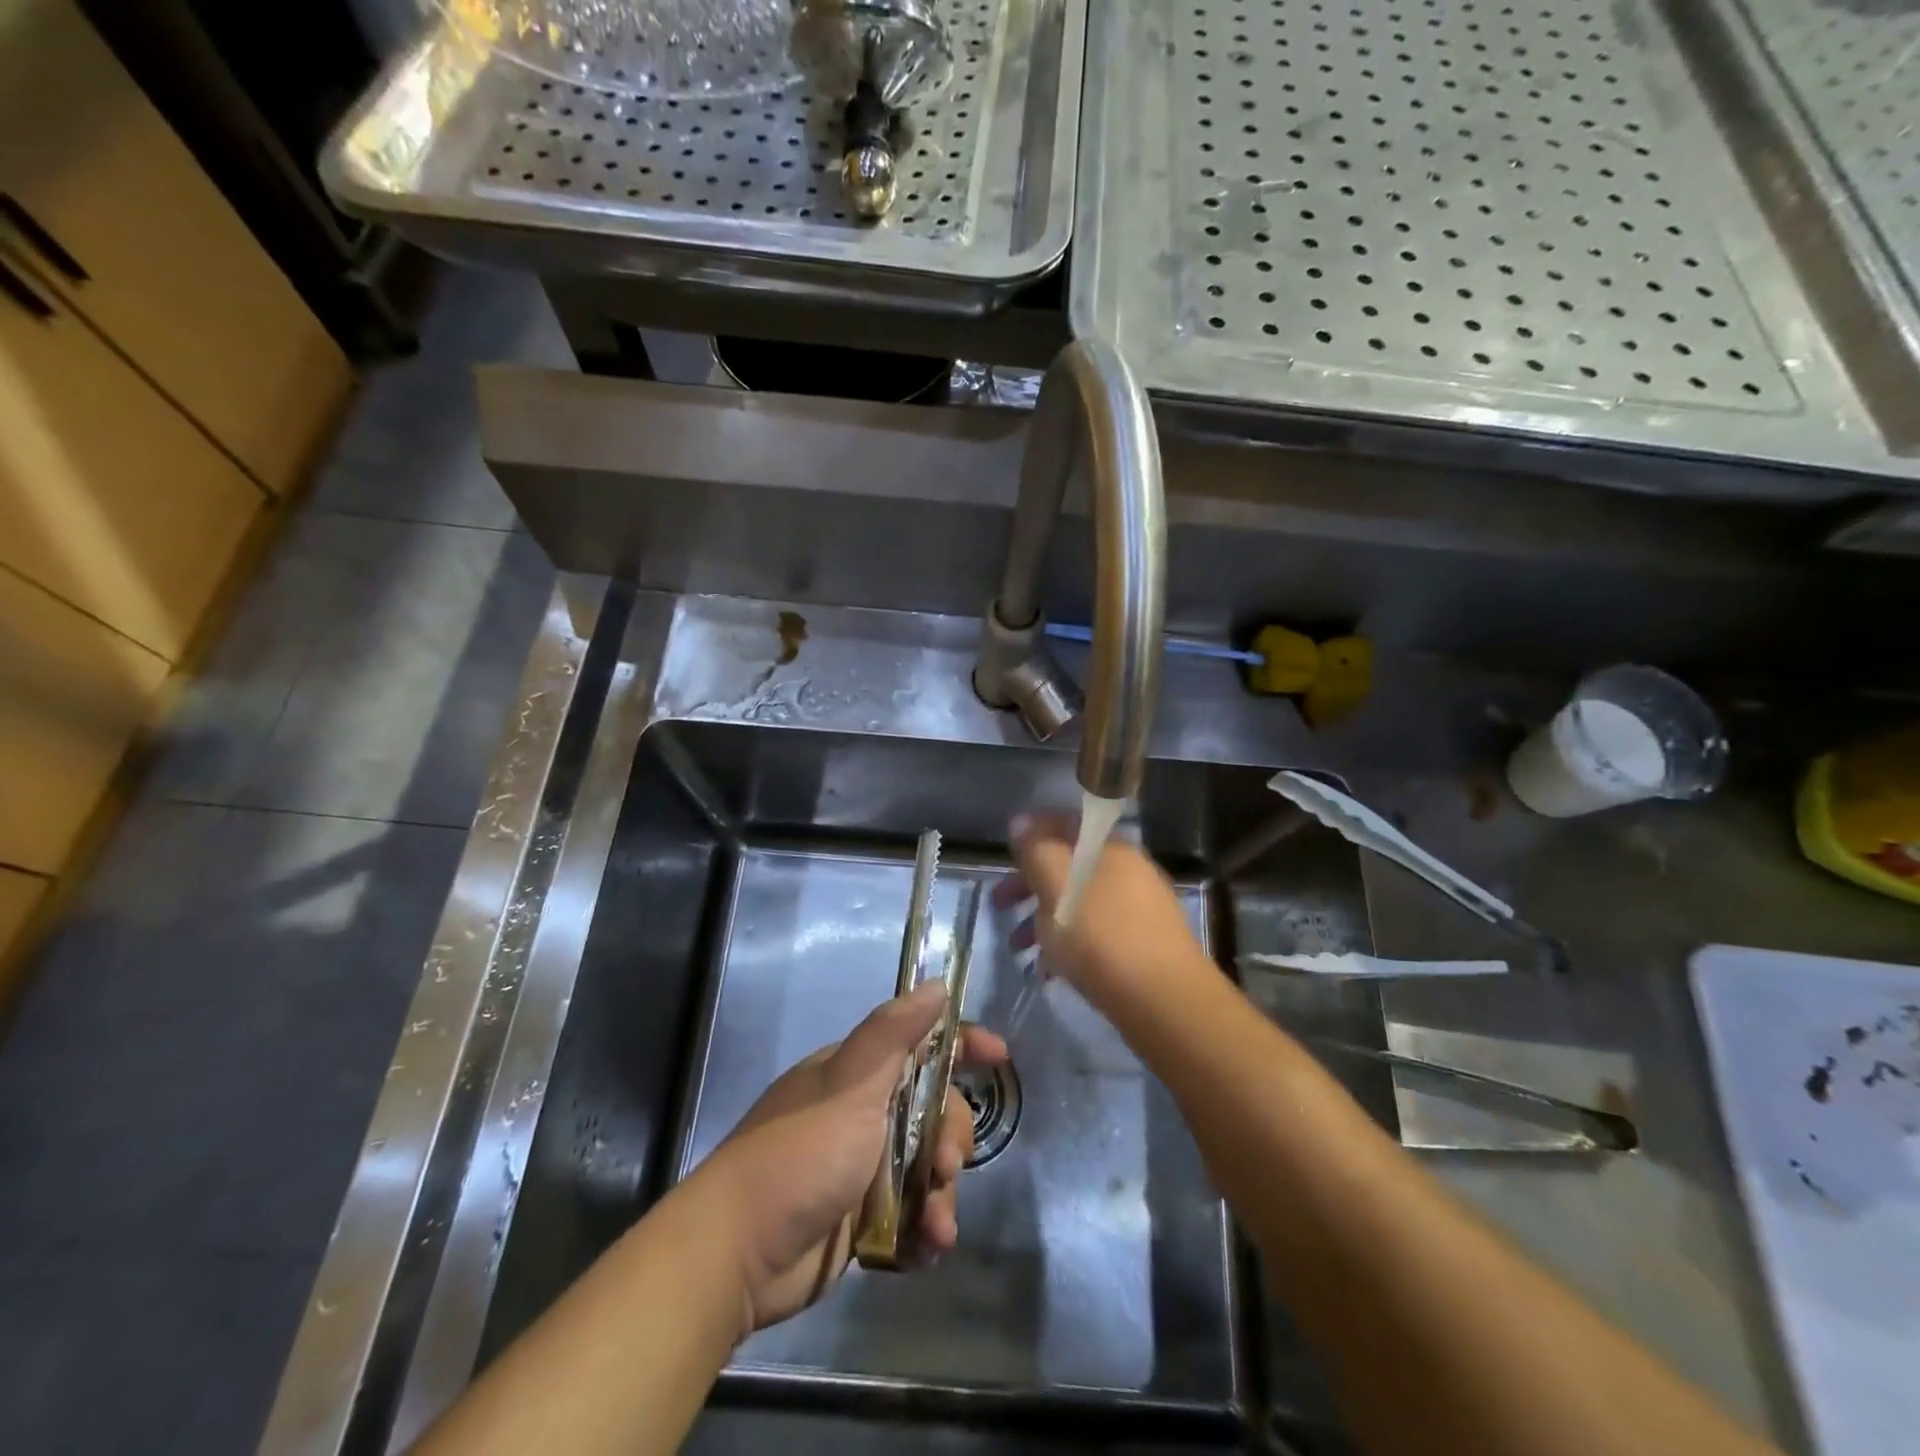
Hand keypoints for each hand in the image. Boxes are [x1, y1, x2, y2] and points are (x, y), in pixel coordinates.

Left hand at [697, 981, 1007, 1334]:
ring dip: (940, 1198)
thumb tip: (936, 985)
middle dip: (951, 1140)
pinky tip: (924, 1251)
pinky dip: (922, 1233)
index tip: (999, 1057)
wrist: (738, 1252)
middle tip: (946, 1167)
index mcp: (858, 1076)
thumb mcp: (850, 1084)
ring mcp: (861, 1170)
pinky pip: (910, 1219)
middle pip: (934, 1114)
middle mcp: (863, 1116)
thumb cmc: (801, 1153)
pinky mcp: (860, 1223)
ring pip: (927, 1172)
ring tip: (936, 1228)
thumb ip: (894, 1033)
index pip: (921, 1046)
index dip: (962, 1046)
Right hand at [993, 812, 1211, 1002]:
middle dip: (1030, 884)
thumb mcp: (1057, 887)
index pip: (1066, 824)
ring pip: (1080, 902)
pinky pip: (1096, 932)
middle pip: (1070, 866)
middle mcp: (1129, 870)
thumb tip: (1020, 821)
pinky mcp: (1144, 945)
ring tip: (1018, 948)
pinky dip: (1069, 943)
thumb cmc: (1102, 938)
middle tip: (999, 905)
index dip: (1032, 834)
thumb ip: (1036, 851)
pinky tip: (1050, 971)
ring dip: (1044, 919)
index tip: (1005, 856)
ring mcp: (1140, 909)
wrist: (1167, 1003)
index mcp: (1110, 848)